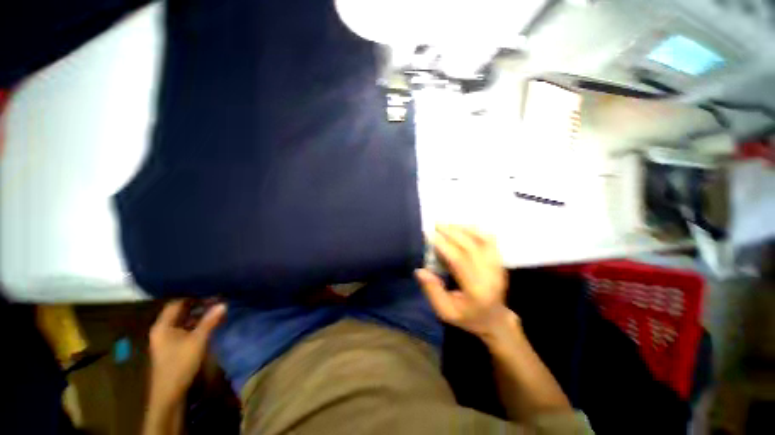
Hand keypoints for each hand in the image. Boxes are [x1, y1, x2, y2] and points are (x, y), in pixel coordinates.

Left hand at [148, 300, 226, 405]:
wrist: (170, 393)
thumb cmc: (180, 364)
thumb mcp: (197, 341)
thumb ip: (210, 321)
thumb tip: (224, 304)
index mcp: (163, 325)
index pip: (177, 302)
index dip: (194, 295)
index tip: (211, 290)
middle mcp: (163, 329)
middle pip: (181, 311)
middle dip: (199, 304)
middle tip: (218, 298)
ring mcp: (168, 338)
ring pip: (184, 320)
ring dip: (199, 314)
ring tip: (217, 308)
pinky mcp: (174, 346)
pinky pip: (186, 329)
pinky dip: (198, 324)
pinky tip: (210, 323)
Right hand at [416, 225, 513, 339]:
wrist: (495, 320)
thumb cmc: (468, 317)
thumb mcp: (445, 312)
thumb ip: (432, 291)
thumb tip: (420, 270)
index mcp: (476, 289)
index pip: (459, 260)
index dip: (443, 245)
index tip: (429, 234)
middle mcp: (490, 275)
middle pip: (470, 245)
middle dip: (451, 232)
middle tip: (435, 224)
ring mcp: (498, 266)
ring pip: (481, 239)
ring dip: (463, 229)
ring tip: (447, 224)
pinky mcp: (500, 261)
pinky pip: (490, 240)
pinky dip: (477, 230)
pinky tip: (464, 227)